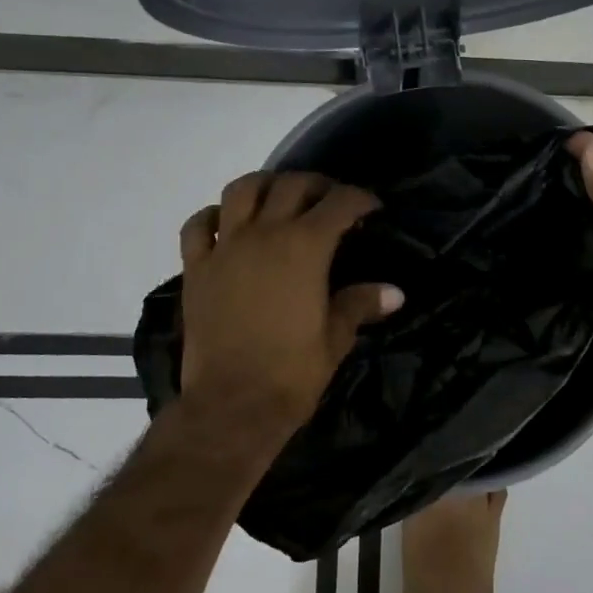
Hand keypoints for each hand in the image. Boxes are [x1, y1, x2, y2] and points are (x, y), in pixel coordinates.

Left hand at [178, 172, 401, 440]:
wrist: (231, 406)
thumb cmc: (292, 373)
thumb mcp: (336, 338)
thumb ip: (361, 304)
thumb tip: (395, 293)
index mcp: (305, 247)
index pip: (339, 203)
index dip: (360, 199)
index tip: (371, 207)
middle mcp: (264, 234)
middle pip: (292, 185)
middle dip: (318, 186)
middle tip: (331, 200)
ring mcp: (225, 247)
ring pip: (242, 189)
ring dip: (266, 185)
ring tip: (279, 198)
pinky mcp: (196, 267)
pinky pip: (199, 225)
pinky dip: (215, 215)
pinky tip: (228, 224)